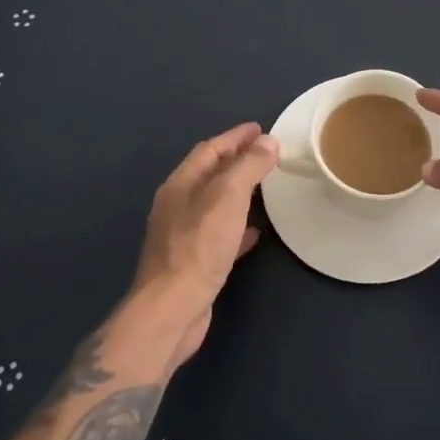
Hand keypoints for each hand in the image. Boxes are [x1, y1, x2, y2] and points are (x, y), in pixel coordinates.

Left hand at [133, 122, 278, 364]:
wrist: (172, 310)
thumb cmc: (199, 247)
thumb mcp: (228, 197)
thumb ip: (248, 166)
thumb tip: (267, 142)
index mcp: (180, 184)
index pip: (210, 149)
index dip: (236, 137)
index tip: (261, 129)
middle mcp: (177, 205)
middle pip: (210, 174)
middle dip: (236, 160)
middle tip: (266, 153)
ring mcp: (183, 235)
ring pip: (215, 203)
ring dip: (238, 190)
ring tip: (265, 185)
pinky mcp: (193, 262)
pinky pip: (219, 233)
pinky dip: (238, 225)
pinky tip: (256, 231)